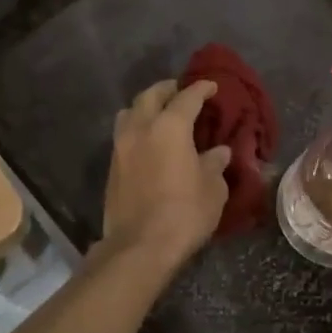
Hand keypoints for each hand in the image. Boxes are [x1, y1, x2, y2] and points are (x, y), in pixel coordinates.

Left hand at [100, 79, 231, 273]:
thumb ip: (215, 164)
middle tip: (182, 92)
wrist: (140, 246)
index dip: (201, 88)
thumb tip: (219, 152)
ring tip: (160, 114)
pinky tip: (150, 142)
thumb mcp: (212, 188)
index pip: (187, 97)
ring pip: (130, 112)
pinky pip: (124, 134)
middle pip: (150, 95)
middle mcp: (141, 128)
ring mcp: (121, 147)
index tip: (211, 86)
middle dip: (168, 89)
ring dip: (145, 107)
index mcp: (170, 127)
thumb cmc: (184, 213)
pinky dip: (137, 129)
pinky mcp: (112, 167)